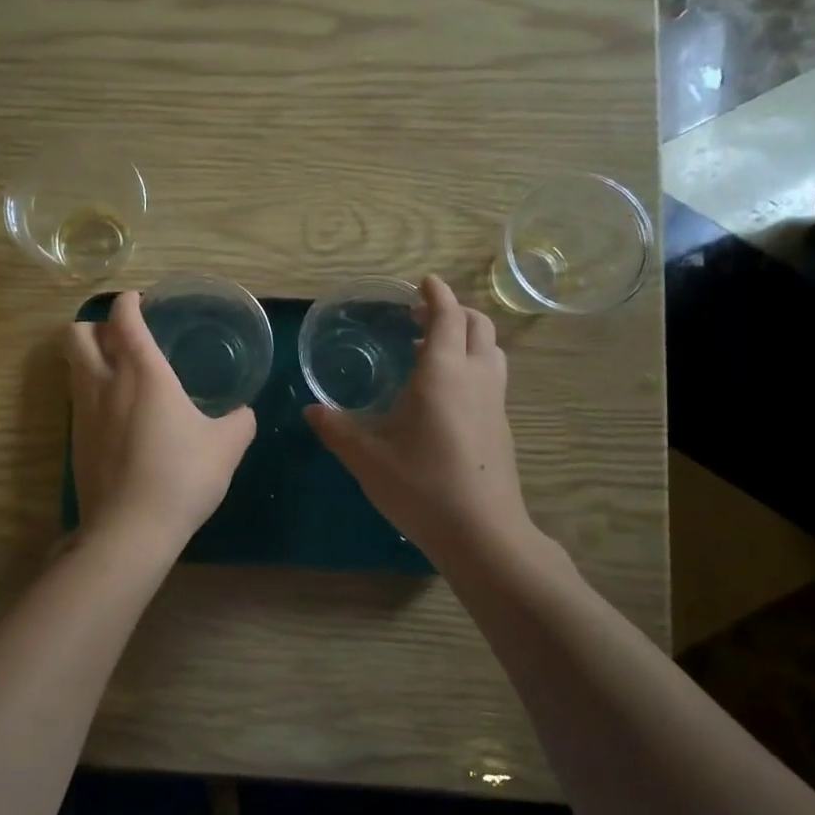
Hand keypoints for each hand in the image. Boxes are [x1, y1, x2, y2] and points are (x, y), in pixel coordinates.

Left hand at [64, 291, 256, 551]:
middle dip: (94, 325)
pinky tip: (116, 414)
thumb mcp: (227, 447)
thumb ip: (239, 422)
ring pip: (71, 365)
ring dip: (89, 357)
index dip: (128, 302)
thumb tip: (243, 414)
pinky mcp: (75, 440)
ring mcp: (83, 412)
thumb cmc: (182, 476)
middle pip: (76, 333)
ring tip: (118, 371)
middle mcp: (104, 383)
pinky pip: (77, 399)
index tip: (138, 300)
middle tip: (121, 337)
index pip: (123, 319)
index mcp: (142, 373)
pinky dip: (90, 391)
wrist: (130, 529)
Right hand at [304, 276, 538, 567]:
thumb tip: (311, 410)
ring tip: (435, 350)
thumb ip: (337, 429)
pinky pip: (492, 376)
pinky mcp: (502, 425)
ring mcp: (495, 402)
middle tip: (423, 317)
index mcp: (442, 373)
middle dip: (454, 311)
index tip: (424, 282)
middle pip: (478, 325)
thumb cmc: (421, 487)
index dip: (436, 294)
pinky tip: (448, 393)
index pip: (447, 316)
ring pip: (491, 350)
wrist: (481, 532)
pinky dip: (473, 364)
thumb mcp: (367, 458)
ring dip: (468, 337)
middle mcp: (475, 377)